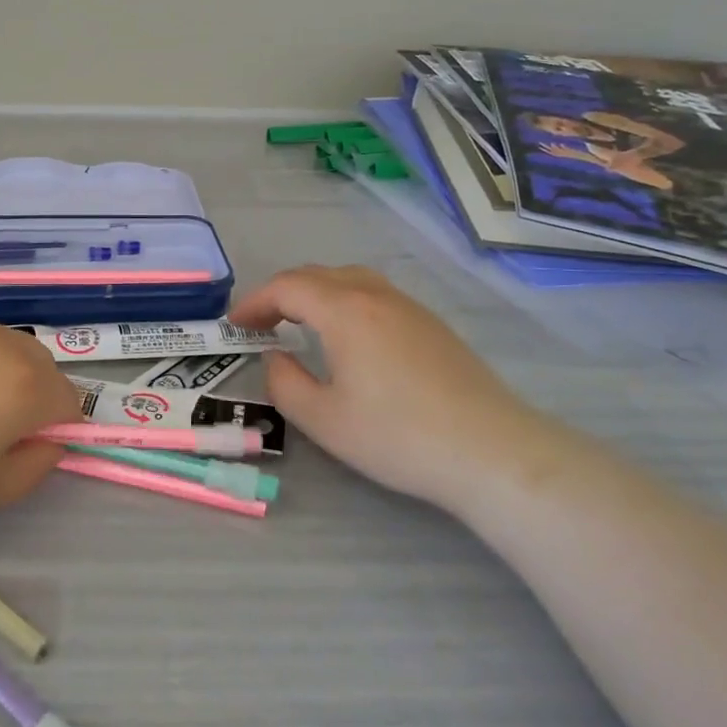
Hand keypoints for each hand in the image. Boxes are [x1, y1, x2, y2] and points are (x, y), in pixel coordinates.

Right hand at [228, 265, 543, 511]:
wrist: (491, 451)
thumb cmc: (398, 436)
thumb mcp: (324, 419)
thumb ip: (284, 383)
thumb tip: (274, 358)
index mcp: (344, 310)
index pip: (287, 287)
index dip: (254, 302)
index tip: (235, 326)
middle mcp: (375, 295)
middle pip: (316, 275)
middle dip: (280, 293)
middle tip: (260, 323)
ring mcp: (408, 306)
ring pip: (349, 279)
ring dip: (314, 293)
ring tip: (298, 322)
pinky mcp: (431, 324)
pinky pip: (374, 294)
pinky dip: (344, 301)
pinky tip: (347, 335)